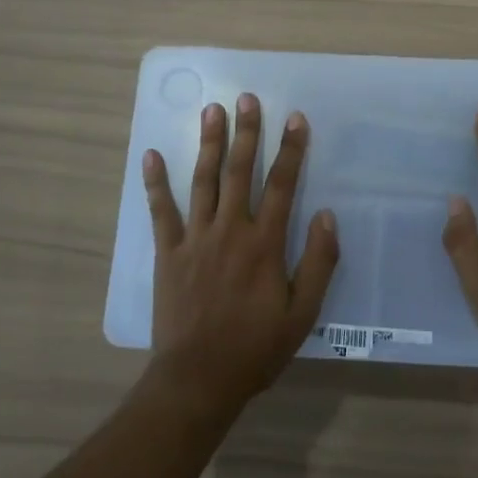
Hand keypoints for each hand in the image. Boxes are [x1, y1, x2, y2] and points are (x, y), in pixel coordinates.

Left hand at [142, 93, 338, 418]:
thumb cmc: (256, 348)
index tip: (295, 118)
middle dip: (245, 132)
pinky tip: (151, 155)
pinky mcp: (167, 252)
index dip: (290, 149)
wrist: (198, 378)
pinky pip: (161, 211)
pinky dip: (155, 183)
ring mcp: (194, 239)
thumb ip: (319, 262)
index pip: (281, 185)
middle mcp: (229, 230)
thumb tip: (326, 215)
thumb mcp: (303, 313)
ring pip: (202, 181)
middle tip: (246, 98)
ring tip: (211, 110)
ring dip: (207, 143)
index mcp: (264, 244)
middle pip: (239, 171)